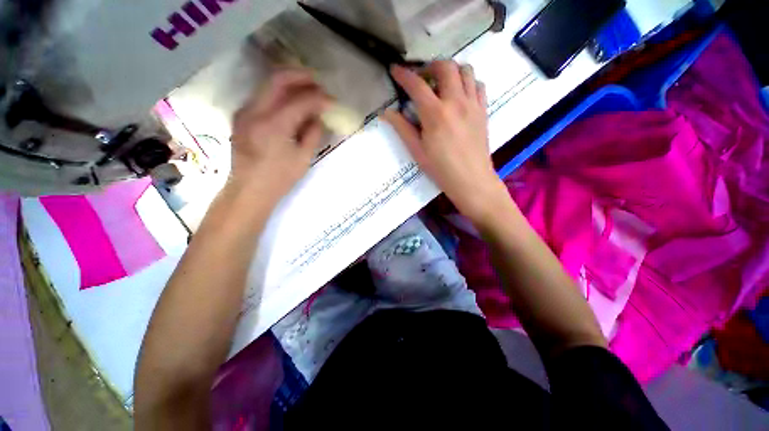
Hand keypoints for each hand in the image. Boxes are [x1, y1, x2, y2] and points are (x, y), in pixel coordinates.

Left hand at [230, 69, 329, 200]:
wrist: (249, 190)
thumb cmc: (279, 179)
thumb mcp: (303, 159)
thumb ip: (312, 134)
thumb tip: (318, 117)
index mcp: (273, 126)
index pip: (299, 101)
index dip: (318, 98)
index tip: (332, 100)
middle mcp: (254, 112)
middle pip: (277, 80)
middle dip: (300, 77)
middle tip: (318, 82)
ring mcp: (244, 112)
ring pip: (267, 85)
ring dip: (289, 84)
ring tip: (307, 90)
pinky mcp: (241, 117)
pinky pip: (262, 97)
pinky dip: (279, 95)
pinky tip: (291, 103)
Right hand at [383, 61, 506, 221]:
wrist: (471, 180)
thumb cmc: (441, 169)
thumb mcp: (417, 151)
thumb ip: (402, 128)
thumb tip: (386, 112)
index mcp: (435, 114)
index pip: (417, 85)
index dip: (403, 74)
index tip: (395, 70)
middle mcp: (456, 102)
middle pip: (445, 66)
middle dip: (430, 66)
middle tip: (422, 79)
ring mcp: (472, 104)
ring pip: (466, 70)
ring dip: (451, 71)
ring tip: (442, 85)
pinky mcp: (483, 110)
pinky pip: (478, 85)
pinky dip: (468, 82)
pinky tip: (460, 95)